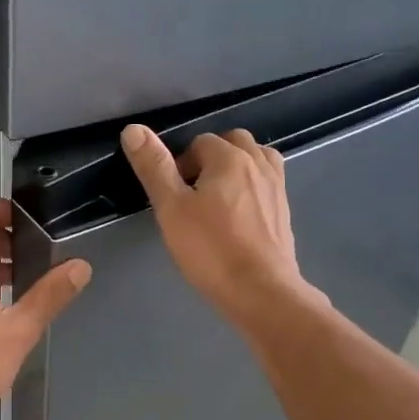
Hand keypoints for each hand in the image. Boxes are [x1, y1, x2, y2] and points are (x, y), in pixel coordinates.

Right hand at [120, 124, 321, 326]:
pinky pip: (267, 183)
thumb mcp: (172, 209)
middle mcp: (258, 164)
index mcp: (229, 158)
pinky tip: (239, 216)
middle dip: (211, 158)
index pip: (200, 142)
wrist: (261, 291)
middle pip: (232, 143)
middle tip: (193, 194)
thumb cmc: (211, 249)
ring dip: (236, 168)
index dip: (181, 164)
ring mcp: (277, 187)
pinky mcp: (285, 211)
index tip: (173, 196)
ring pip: (256, 159)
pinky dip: (252, 187)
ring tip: (218, 198)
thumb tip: (133, 129)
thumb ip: (154, 167)